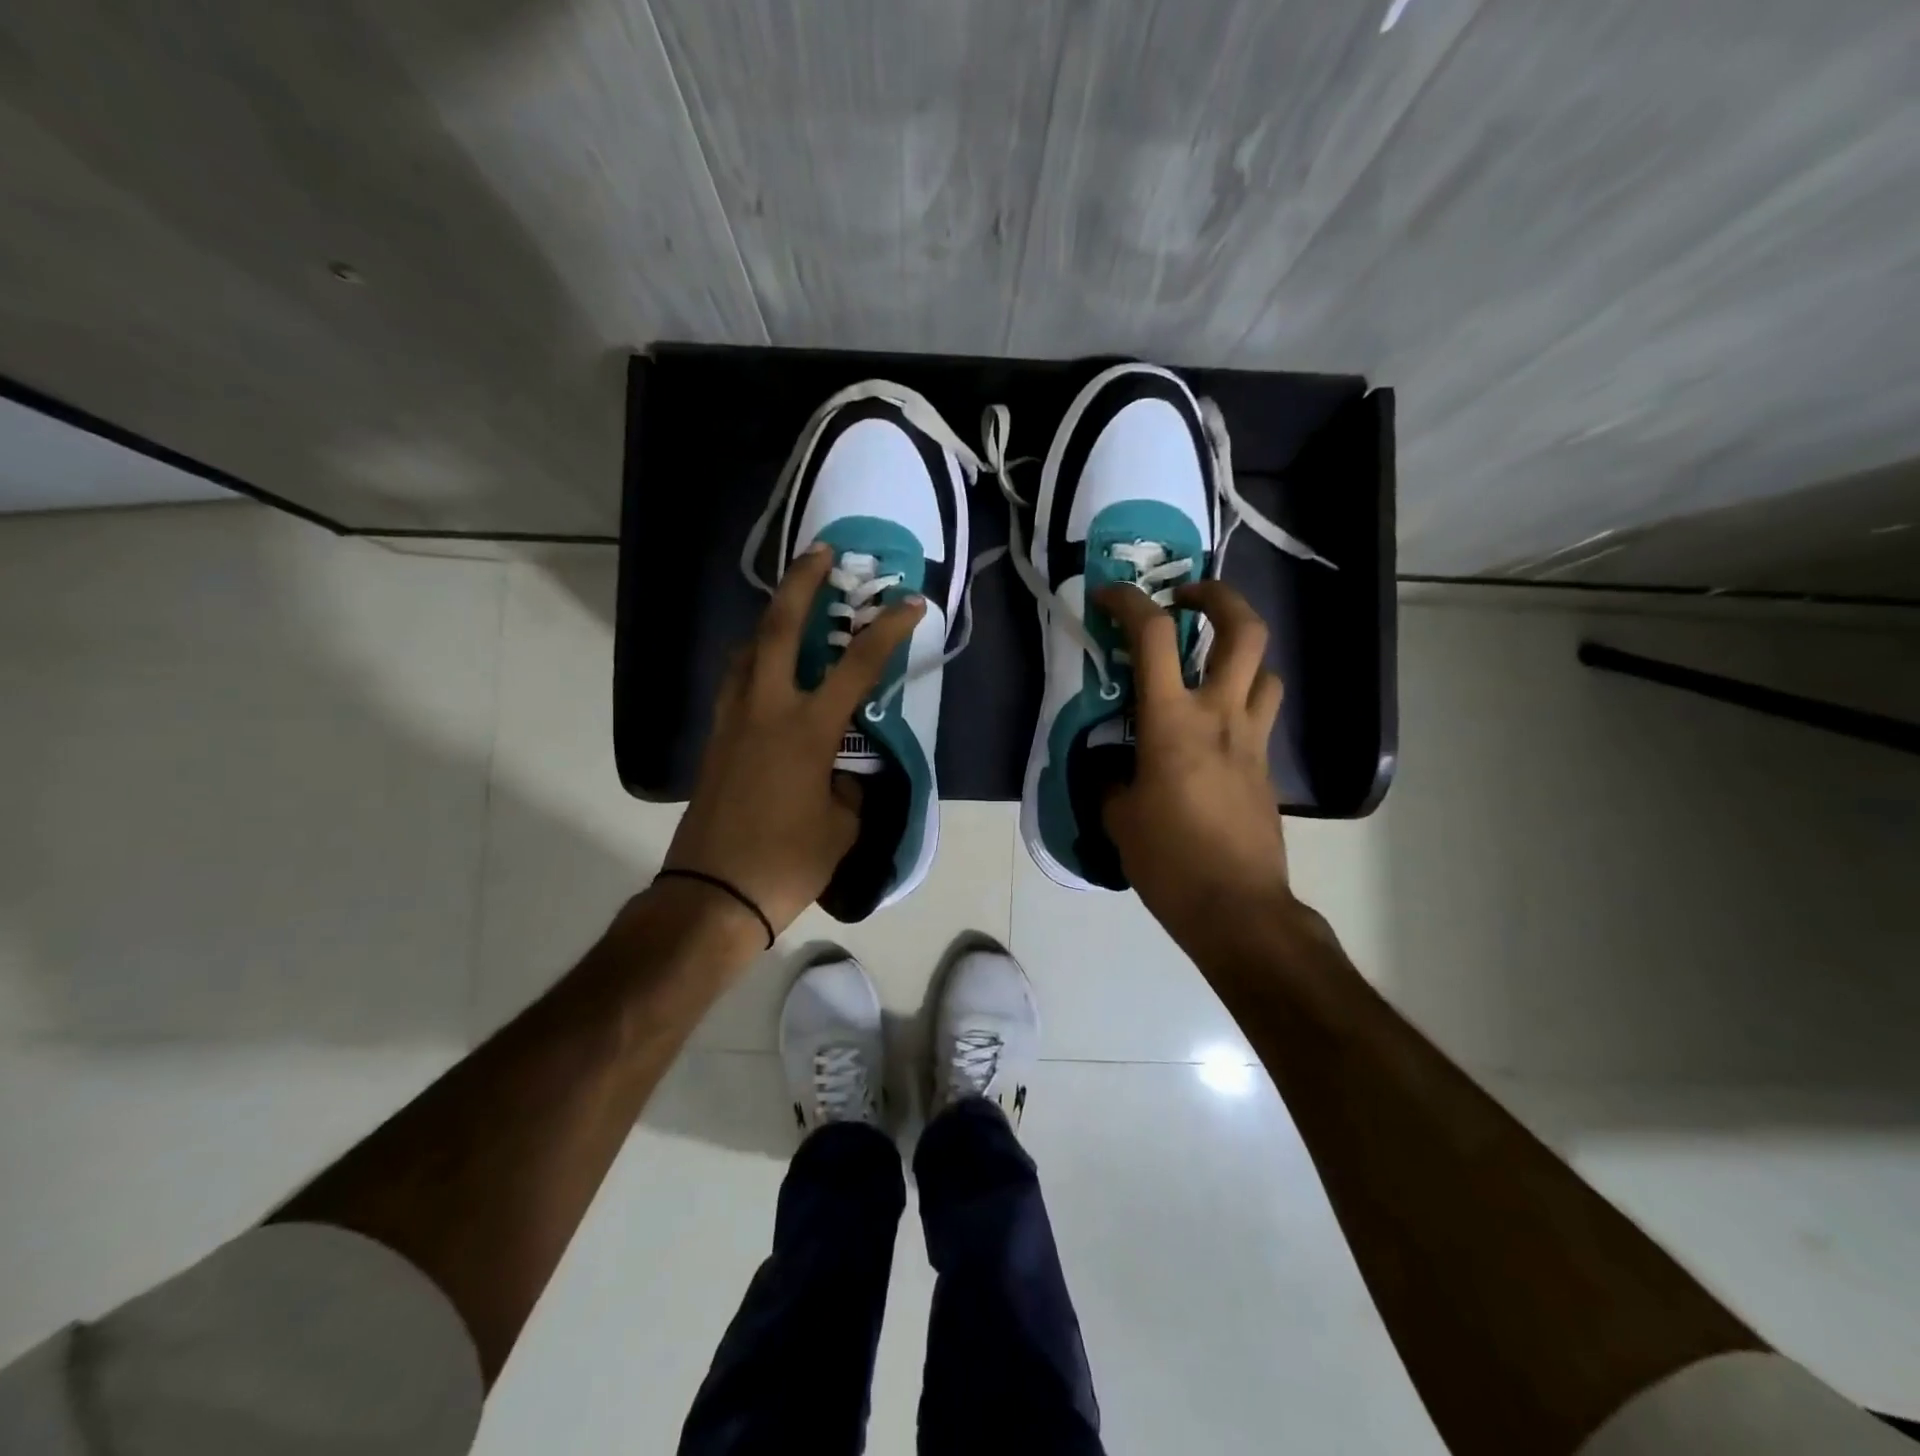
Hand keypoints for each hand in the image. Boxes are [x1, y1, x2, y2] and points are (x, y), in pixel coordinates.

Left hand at [663, 545, 924, 934]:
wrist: (714, 894)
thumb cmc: (787, 861)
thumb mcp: (841, 825)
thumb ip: (848, 787)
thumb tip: (843, 773)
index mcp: (807, 729)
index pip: (857, 666)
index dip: (887, 630)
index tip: (910, 603)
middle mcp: (766, 710)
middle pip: (779, 628)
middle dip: (802, 583)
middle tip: (820, 553)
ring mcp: (733, 721)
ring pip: (746, 650)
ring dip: (770, 619)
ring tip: (789, 609)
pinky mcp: (715, 740)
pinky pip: (735, 682)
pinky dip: (752, 660)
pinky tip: (764, 670)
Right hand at [1094, 580, 1293, 950]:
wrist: (1236, 908)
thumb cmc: (1169, 860)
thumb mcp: (1120, 817)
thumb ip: (1112, 779)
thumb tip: (1114, 768)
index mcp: (1172, 721)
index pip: (1154, 637)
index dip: (1129, 602)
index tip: (1109, 595)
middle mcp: (1221, 715)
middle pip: (1243, 629)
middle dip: (1218, 597)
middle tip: (1188, 598)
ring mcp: (1253, 739)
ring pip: (1265, 669)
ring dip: (1239, 653)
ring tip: (1209, 665)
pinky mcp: (1267, 766)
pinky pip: (1262, 714)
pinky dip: (1241, 702)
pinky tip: (1213, 729)